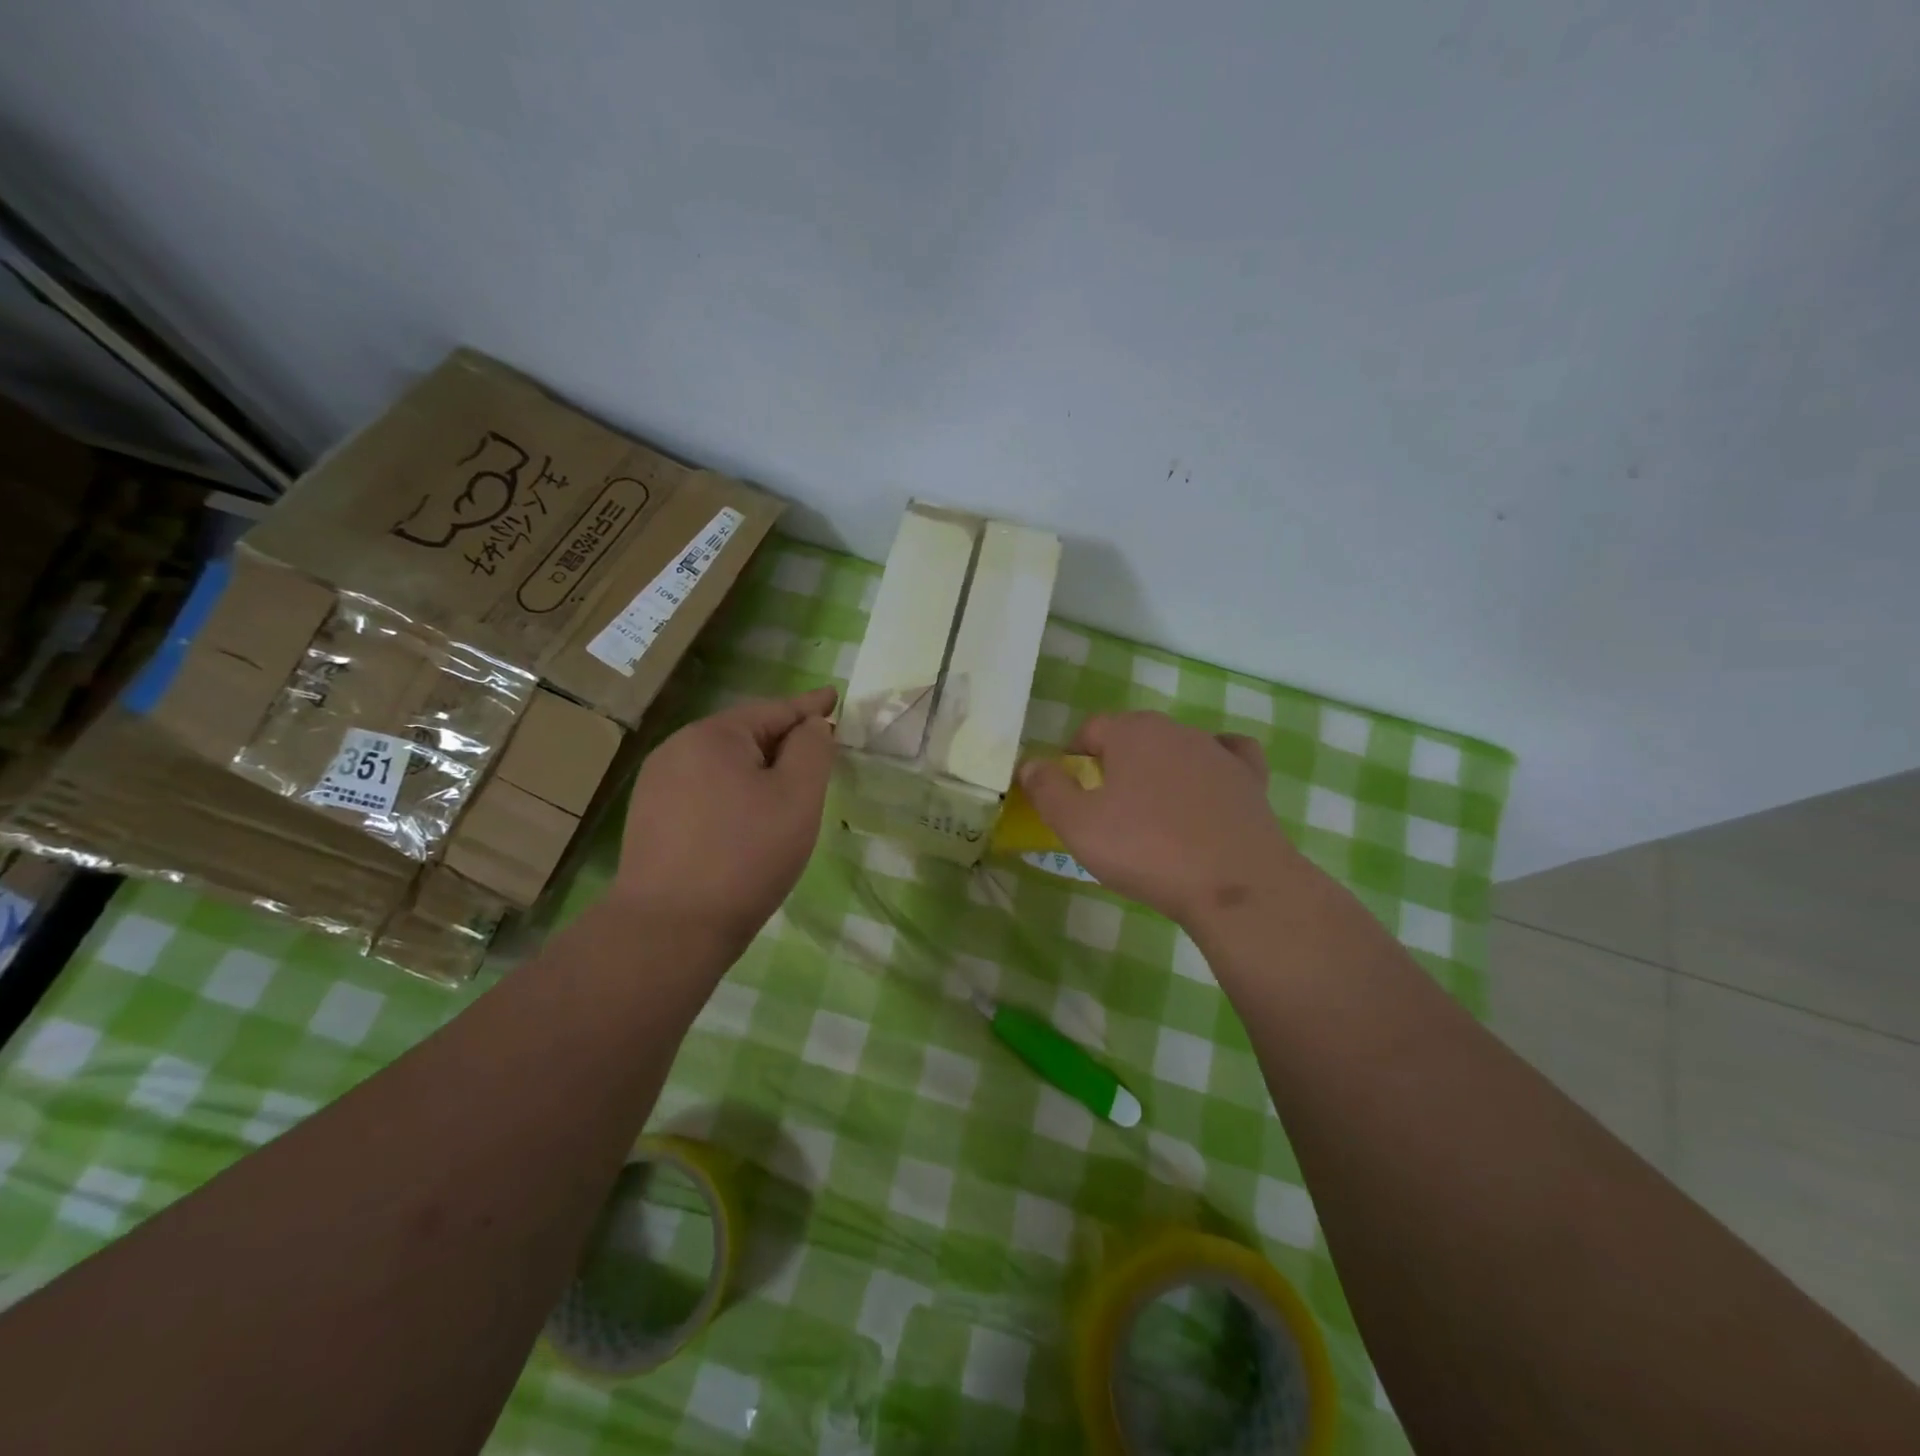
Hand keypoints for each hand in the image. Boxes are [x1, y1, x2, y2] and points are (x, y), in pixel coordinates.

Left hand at [614, 686, 837, 948]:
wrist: (669, 929)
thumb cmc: (746, 856)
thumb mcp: (797, 797)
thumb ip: (812, 749)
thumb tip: (811, 725)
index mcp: (713, 735)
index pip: (774, 710)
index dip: (810, 707)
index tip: (833, 697)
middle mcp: (677, 749)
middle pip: (746, 736)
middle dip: (784, 744)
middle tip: (820, 759)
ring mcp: (657, 785)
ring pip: (724, 766)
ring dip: (759, 773)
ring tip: (787, 796)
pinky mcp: (649, 819)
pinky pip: (704, 791)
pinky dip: (734, 796)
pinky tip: (746, 824)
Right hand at [1017, 710, 1301, 927]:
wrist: (1234, 885)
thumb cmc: (1146, 849)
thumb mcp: (1077, 825)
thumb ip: (1047, 789)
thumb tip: (1029, 763)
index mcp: (1132, 732)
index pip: (1091, 728)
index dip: (1073, 755)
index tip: (1068, 788)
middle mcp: (1176, 730)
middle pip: (1133, 735)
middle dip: (1114, 761)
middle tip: (1105, 806)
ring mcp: (1217, 752)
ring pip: (1176, 748)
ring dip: (1158, 770)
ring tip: (1151, 812)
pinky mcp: (1250, 779)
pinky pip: (1226, 758)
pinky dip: (1210, 768)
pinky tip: (1207, 787)